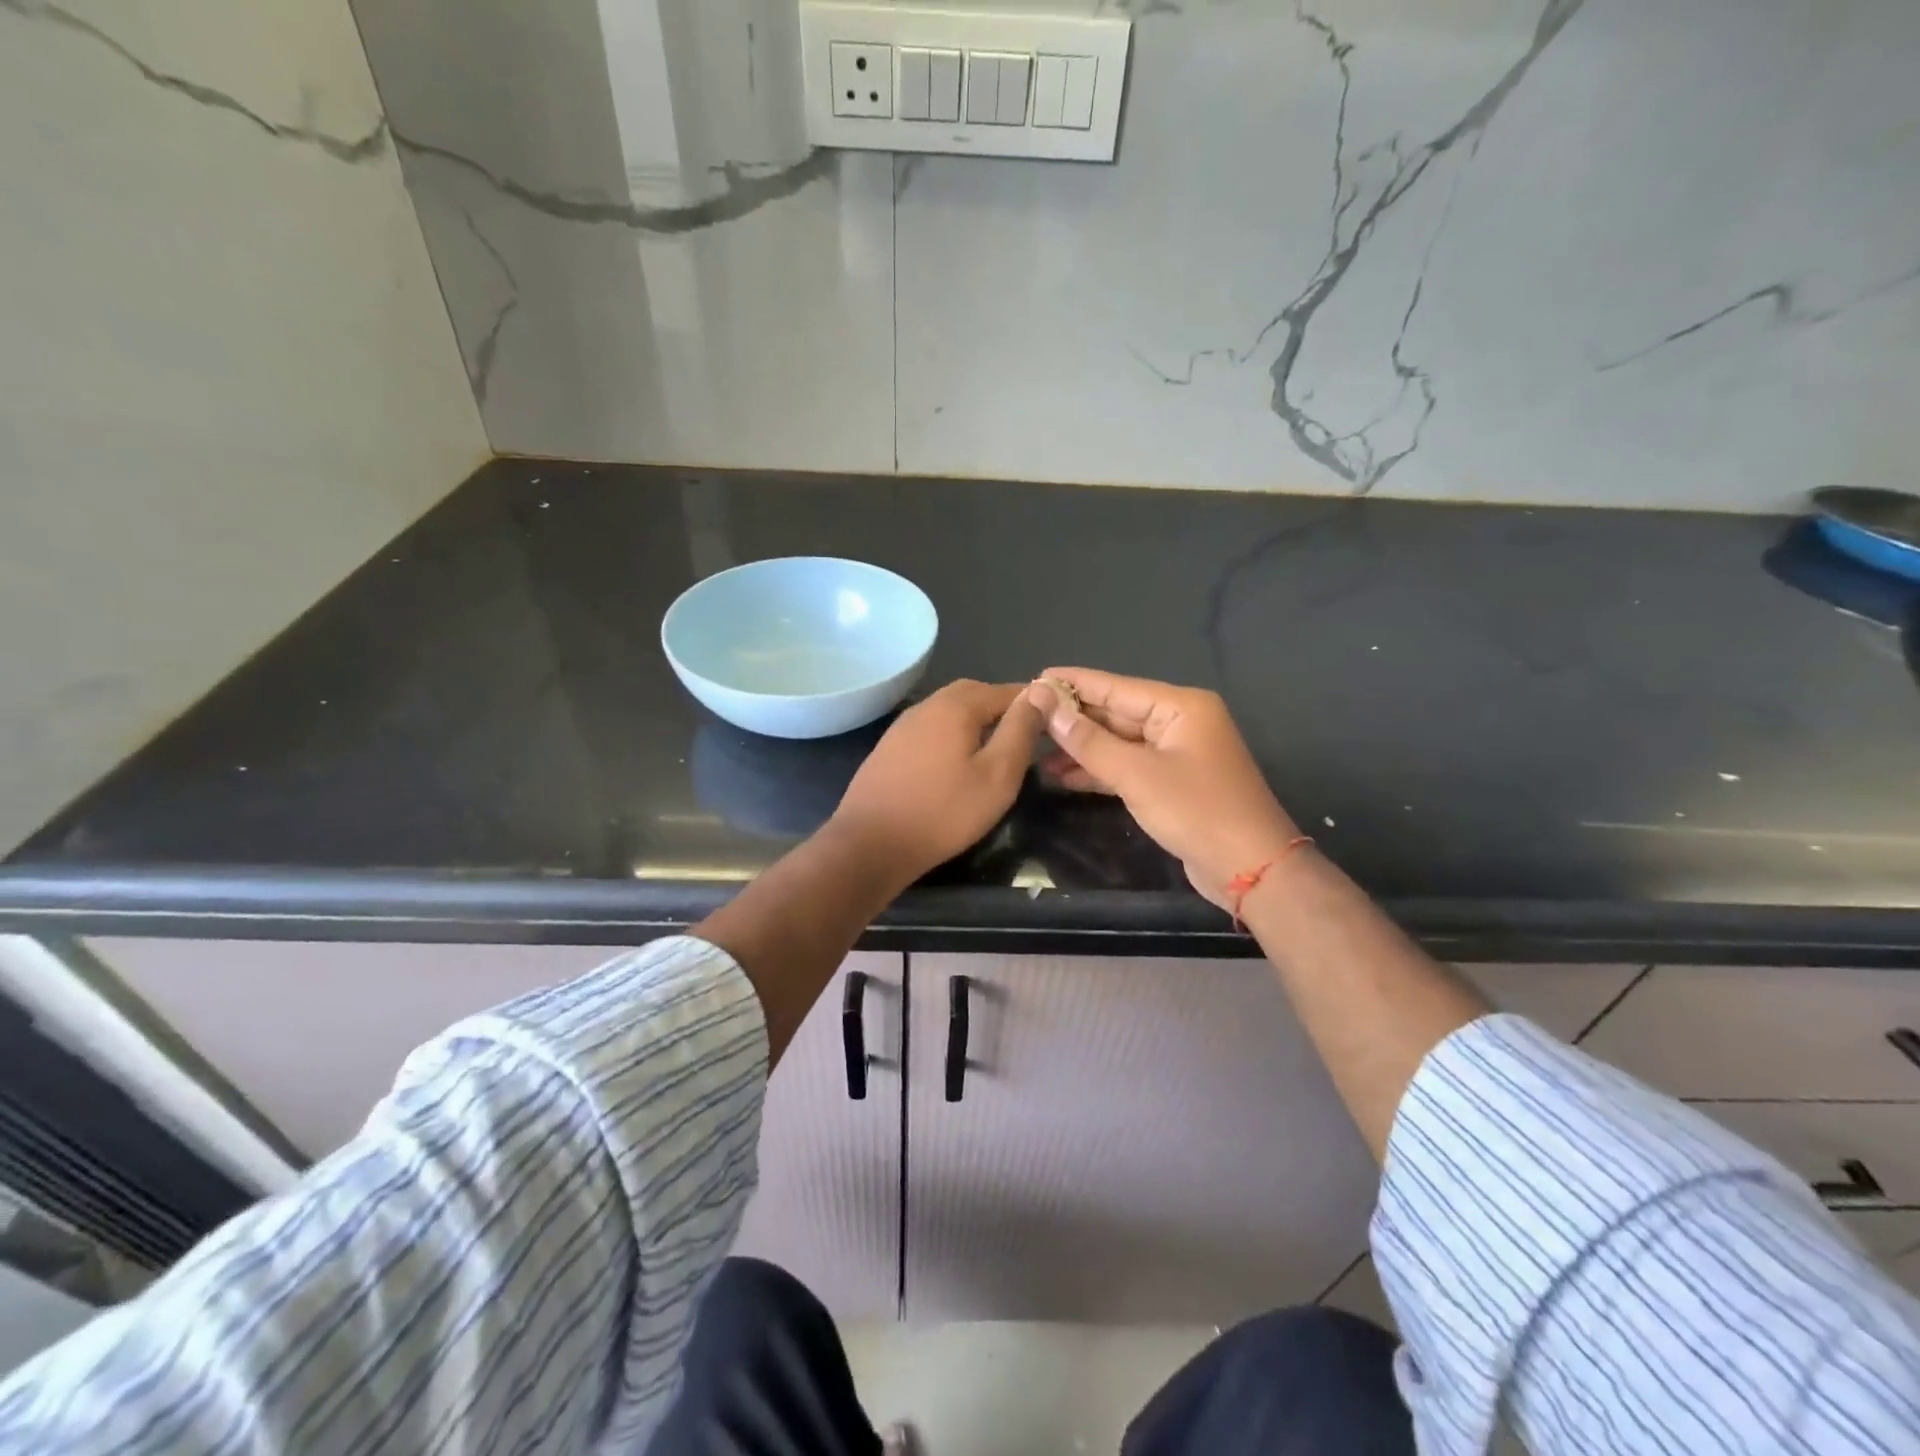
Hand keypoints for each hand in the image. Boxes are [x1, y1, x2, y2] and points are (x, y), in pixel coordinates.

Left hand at [828, 680, 1045, 885]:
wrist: (871, 843)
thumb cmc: (944, 812)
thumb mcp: (997, 775)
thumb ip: (1020, 731)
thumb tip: (1041, 693)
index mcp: (956, 706)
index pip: (1004, 690)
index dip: (1031, 702)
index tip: (1052, 719)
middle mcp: (927, 706)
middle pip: (973, 693)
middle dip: (1001, 706)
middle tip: (1024, 730)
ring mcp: (903, 726)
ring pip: (948, 710)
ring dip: (974, 719)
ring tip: (994, 746)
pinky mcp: (889, 748)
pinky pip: (930, 729)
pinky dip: (951, 734)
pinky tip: (956, 761)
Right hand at [1028, 668, 1301, 908]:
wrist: (1250, 868)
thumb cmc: (1196, 811)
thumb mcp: (1136, 775)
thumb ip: (1088, 741)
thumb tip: (1046, 705)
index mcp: (1180, 706)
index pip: (1115, 687)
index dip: (1073, 684)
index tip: (1035, 678)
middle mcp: (1179, 722)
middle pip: (1116, 713)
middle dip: (1073, 719)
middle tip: (1026, 718)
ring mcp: (1176, 753)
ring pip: (1118, 742)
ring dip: (1081, 748)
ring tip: (1035, 751)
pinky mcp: (1172, 782)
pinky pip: (1128, 765)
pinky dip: (1098, 770)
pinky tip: (1063, 776)